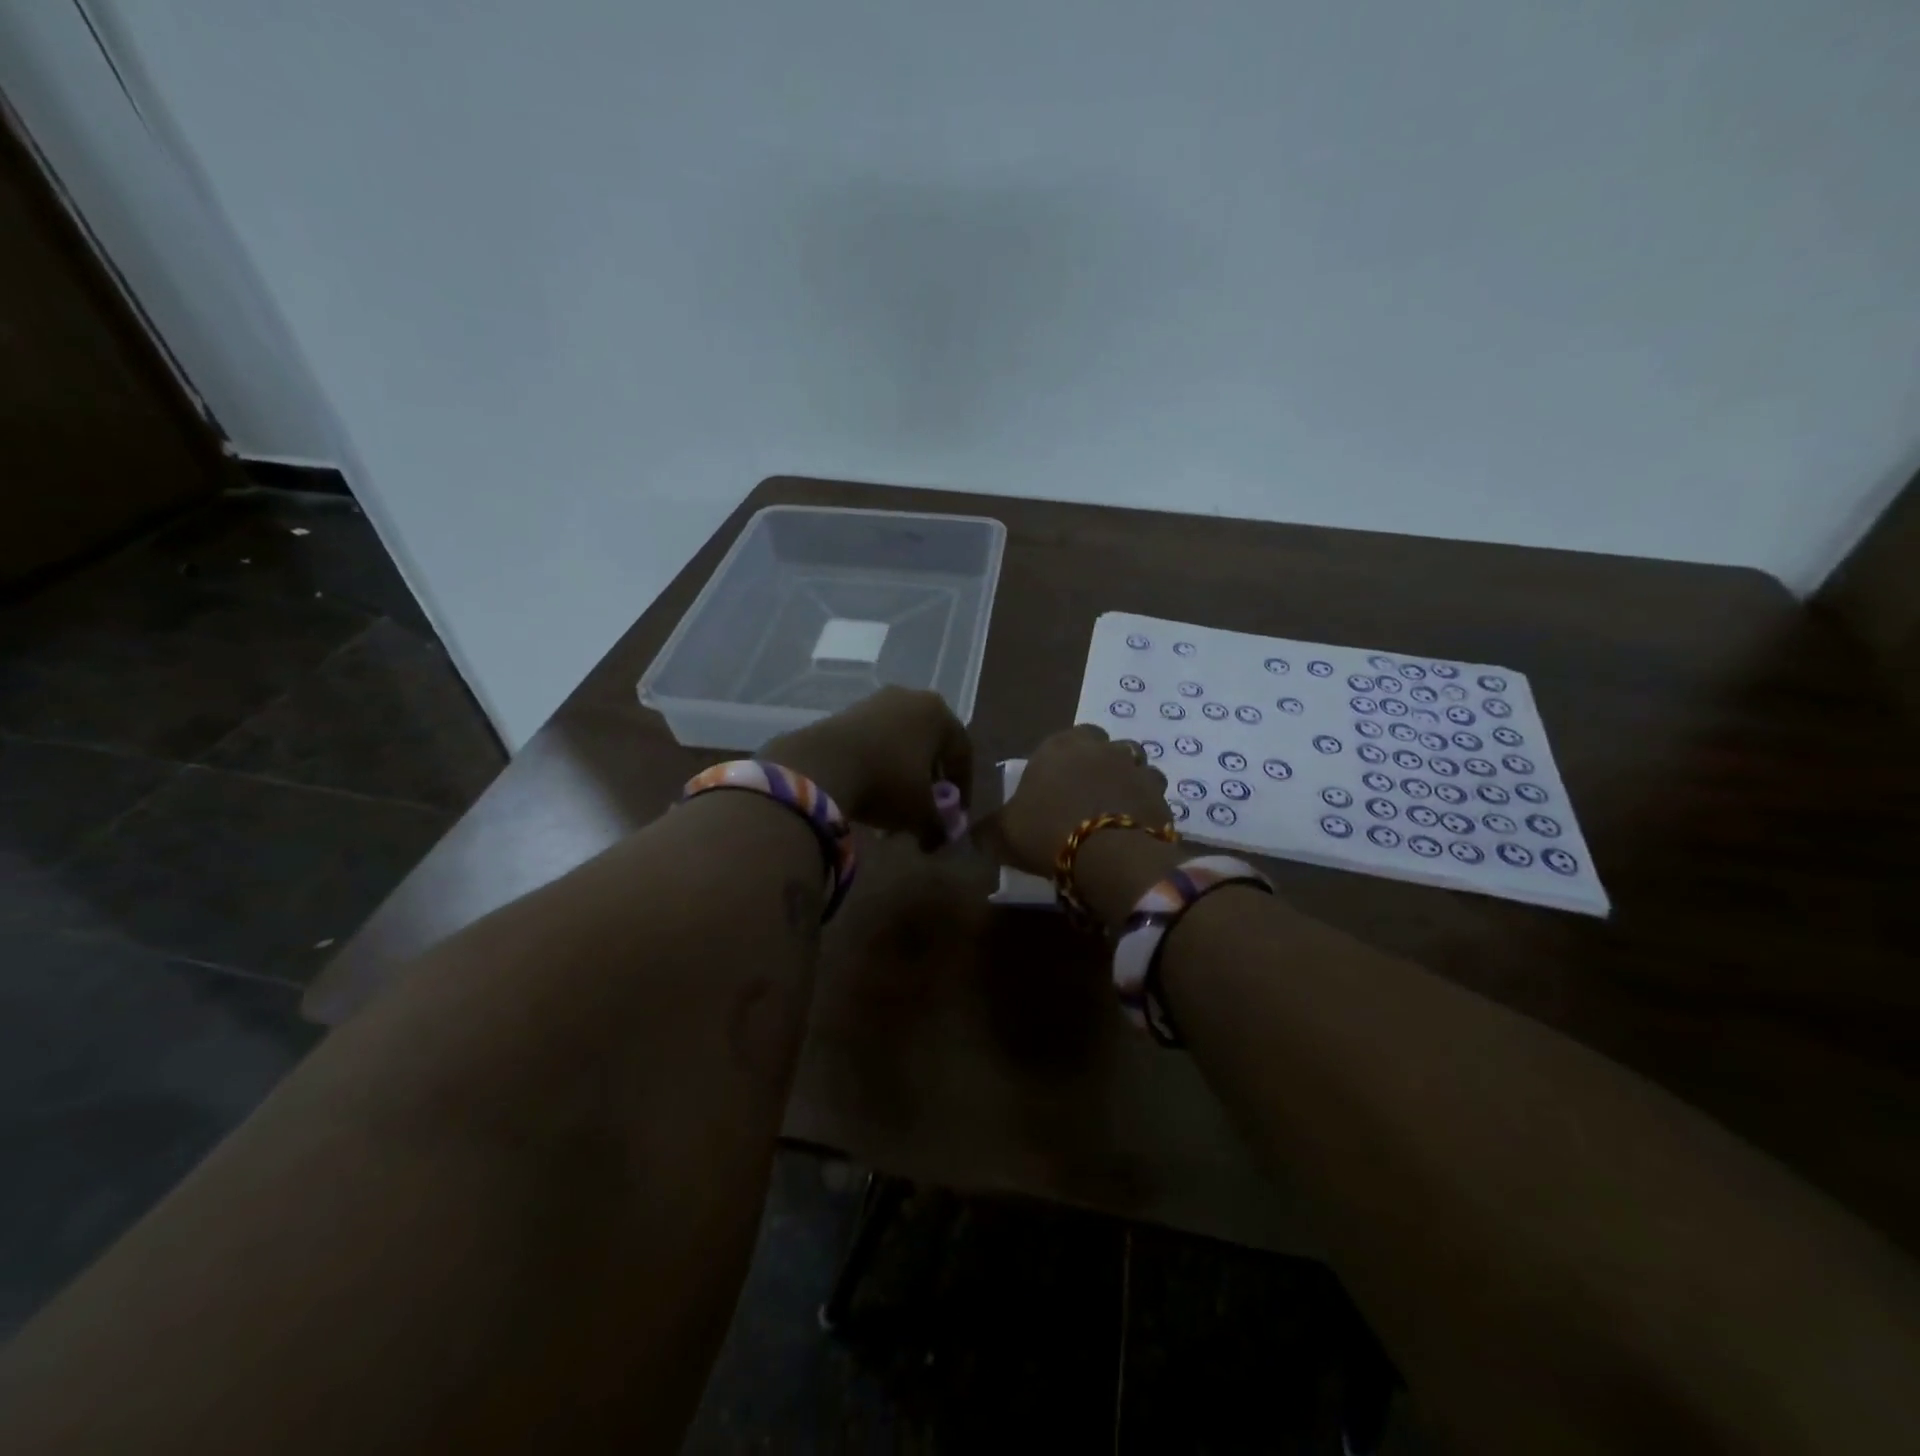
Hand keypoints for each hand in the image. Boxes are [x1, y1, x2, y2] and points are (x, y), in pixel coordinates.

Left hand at [763, 686, 972, 846]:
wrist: (821, 765)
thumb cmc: (887, 782)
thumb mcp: (920, 813)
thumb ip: (937, 827)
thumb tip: (937, 839)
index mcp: (939, 714)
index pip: (962, 753)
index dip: (963, 787)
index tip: (955, 814)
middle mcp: (911, 699)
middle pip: (930, 747)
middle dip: (928, 782)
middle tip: (924, 809)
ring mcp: (876, 702)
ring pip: (900, 745)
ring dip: (901, 777)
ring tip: (891, 810)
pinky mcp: (847, 711)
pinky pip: (874, 742)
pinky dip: (877, 766)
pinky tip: (868, 793)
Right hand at [998, 724, 1171, 876]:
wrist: (1106, 854)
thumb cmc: (1046, 832)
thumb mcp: (1001, 835)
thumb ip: (987, 830)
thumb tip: (973, 833)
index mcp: (1059, 745)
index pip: (1062, 739)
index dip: (1060, 762)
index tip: (1054, 787)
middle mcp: (1101, 747)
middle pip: (1103, 747)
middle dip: (1098, 765)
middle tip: (1086, 796)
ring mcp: (1135, 768)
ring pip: (1134, 766)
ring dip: (1126, 782)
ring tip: (1114, 812)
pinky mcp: (1160, 794)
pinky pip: (1153, 795)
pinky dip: (1145, 807)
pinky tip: (1134, 828)